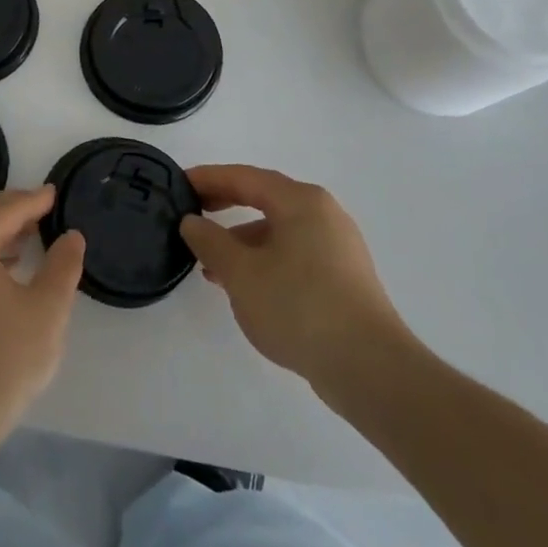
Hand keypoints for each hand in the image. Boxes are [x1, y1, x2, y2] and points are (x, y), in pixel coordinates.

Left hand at [0, 187, 85, 454]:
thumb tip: (71, 236)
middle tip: (40, 206)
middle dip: (8, 206)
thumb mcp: (47, 310)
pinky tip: (8, 266)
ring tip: (29, 233)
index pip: (3, 211)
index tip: (55, 193)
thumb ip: (63, 266)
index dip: (32, 200)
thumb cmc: (3, 360)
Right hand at [181, 166, 416, 412]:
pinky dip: (264, 260)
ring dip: (242, 240)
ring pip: (279, 230)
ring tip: (211, 265)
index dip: (208, 178)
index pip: (245, 177)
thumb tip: (192, 221)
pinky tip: (246, 287)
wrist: (369, 368)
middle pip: (265, 199)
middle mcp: (324, 214)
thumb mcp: (240, 272)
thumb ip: (210, 241)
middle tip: (191, 214)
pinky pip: (294, 254)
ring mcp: (338, 247)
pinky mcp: (344, 278)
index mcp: (301, 201)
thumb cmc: (298, 306)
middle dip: (225, 205)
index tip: (178, 183)